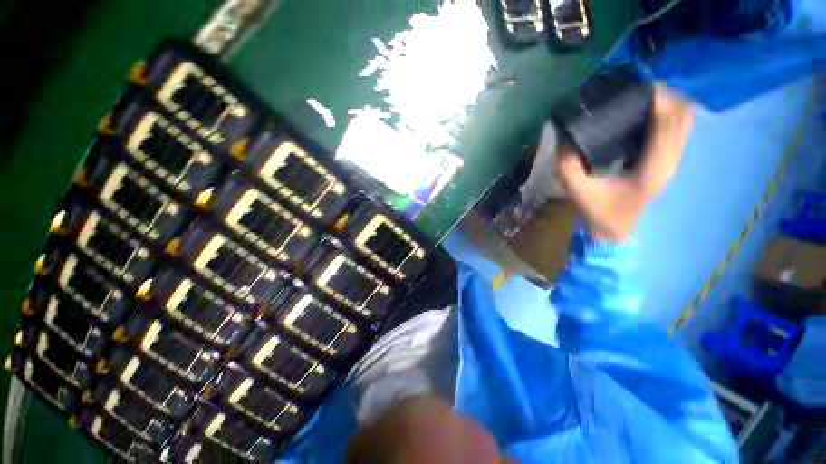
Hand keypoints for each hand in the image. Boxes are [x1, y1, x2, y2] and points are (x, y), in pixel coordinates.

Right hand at [555, 87, 694, 241]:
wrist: (614, 230)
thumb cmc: (600, 213)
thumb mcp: (579, 192)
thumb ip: (570, 169)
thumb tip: (564, 141)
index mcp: (653, 168)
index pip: (669, 123)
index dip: (658, 99)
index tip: (635, 87)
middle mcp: (669, 161)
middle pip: (682, 115)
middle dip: (664, 96)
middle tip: (634, 89)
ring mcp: (670, 161)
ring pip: (682, 120)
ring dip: (665, 103)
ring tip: (638, 96)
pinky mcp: (664, 161)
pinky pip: (673, 129)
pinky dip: (663, 115)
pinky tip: (641, 114)